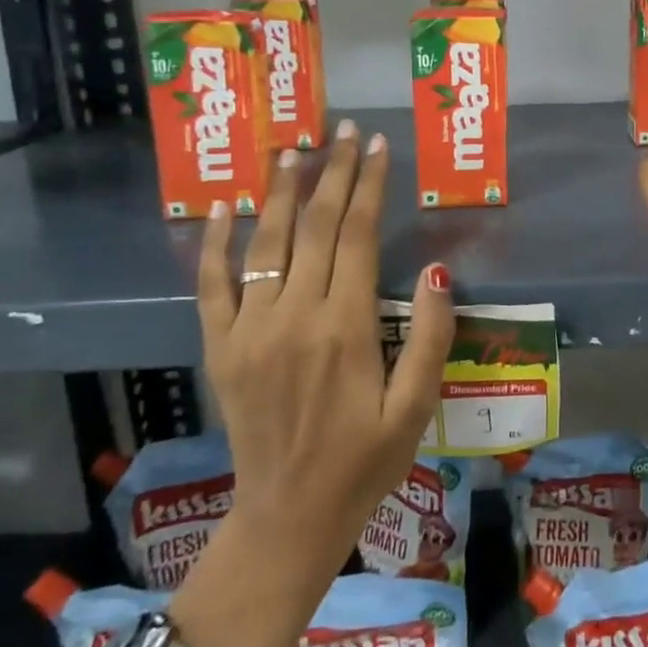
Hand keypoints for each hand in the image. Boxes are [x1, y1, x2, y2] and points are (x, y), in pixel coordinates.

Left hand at [198, 121, 454, 560]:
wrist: (288, 517)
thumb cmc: (365, 462)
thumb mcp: (417, 406)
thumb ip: (428, 336)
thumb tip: (434, 272)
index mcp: (344, 327)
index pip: (356, 235)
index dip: (367, 186)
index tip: (376, 146)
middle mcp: (293, 316)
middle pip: (313, 226)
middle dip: (331, 172)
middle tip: (343, 129)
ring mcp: (250, 330)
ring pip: (265, 242)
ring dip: (279, 190)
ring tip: (292, 147)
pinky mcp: (221, 347)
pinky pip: (213, 285)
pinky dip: (214, 243)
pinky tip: (223, 207)